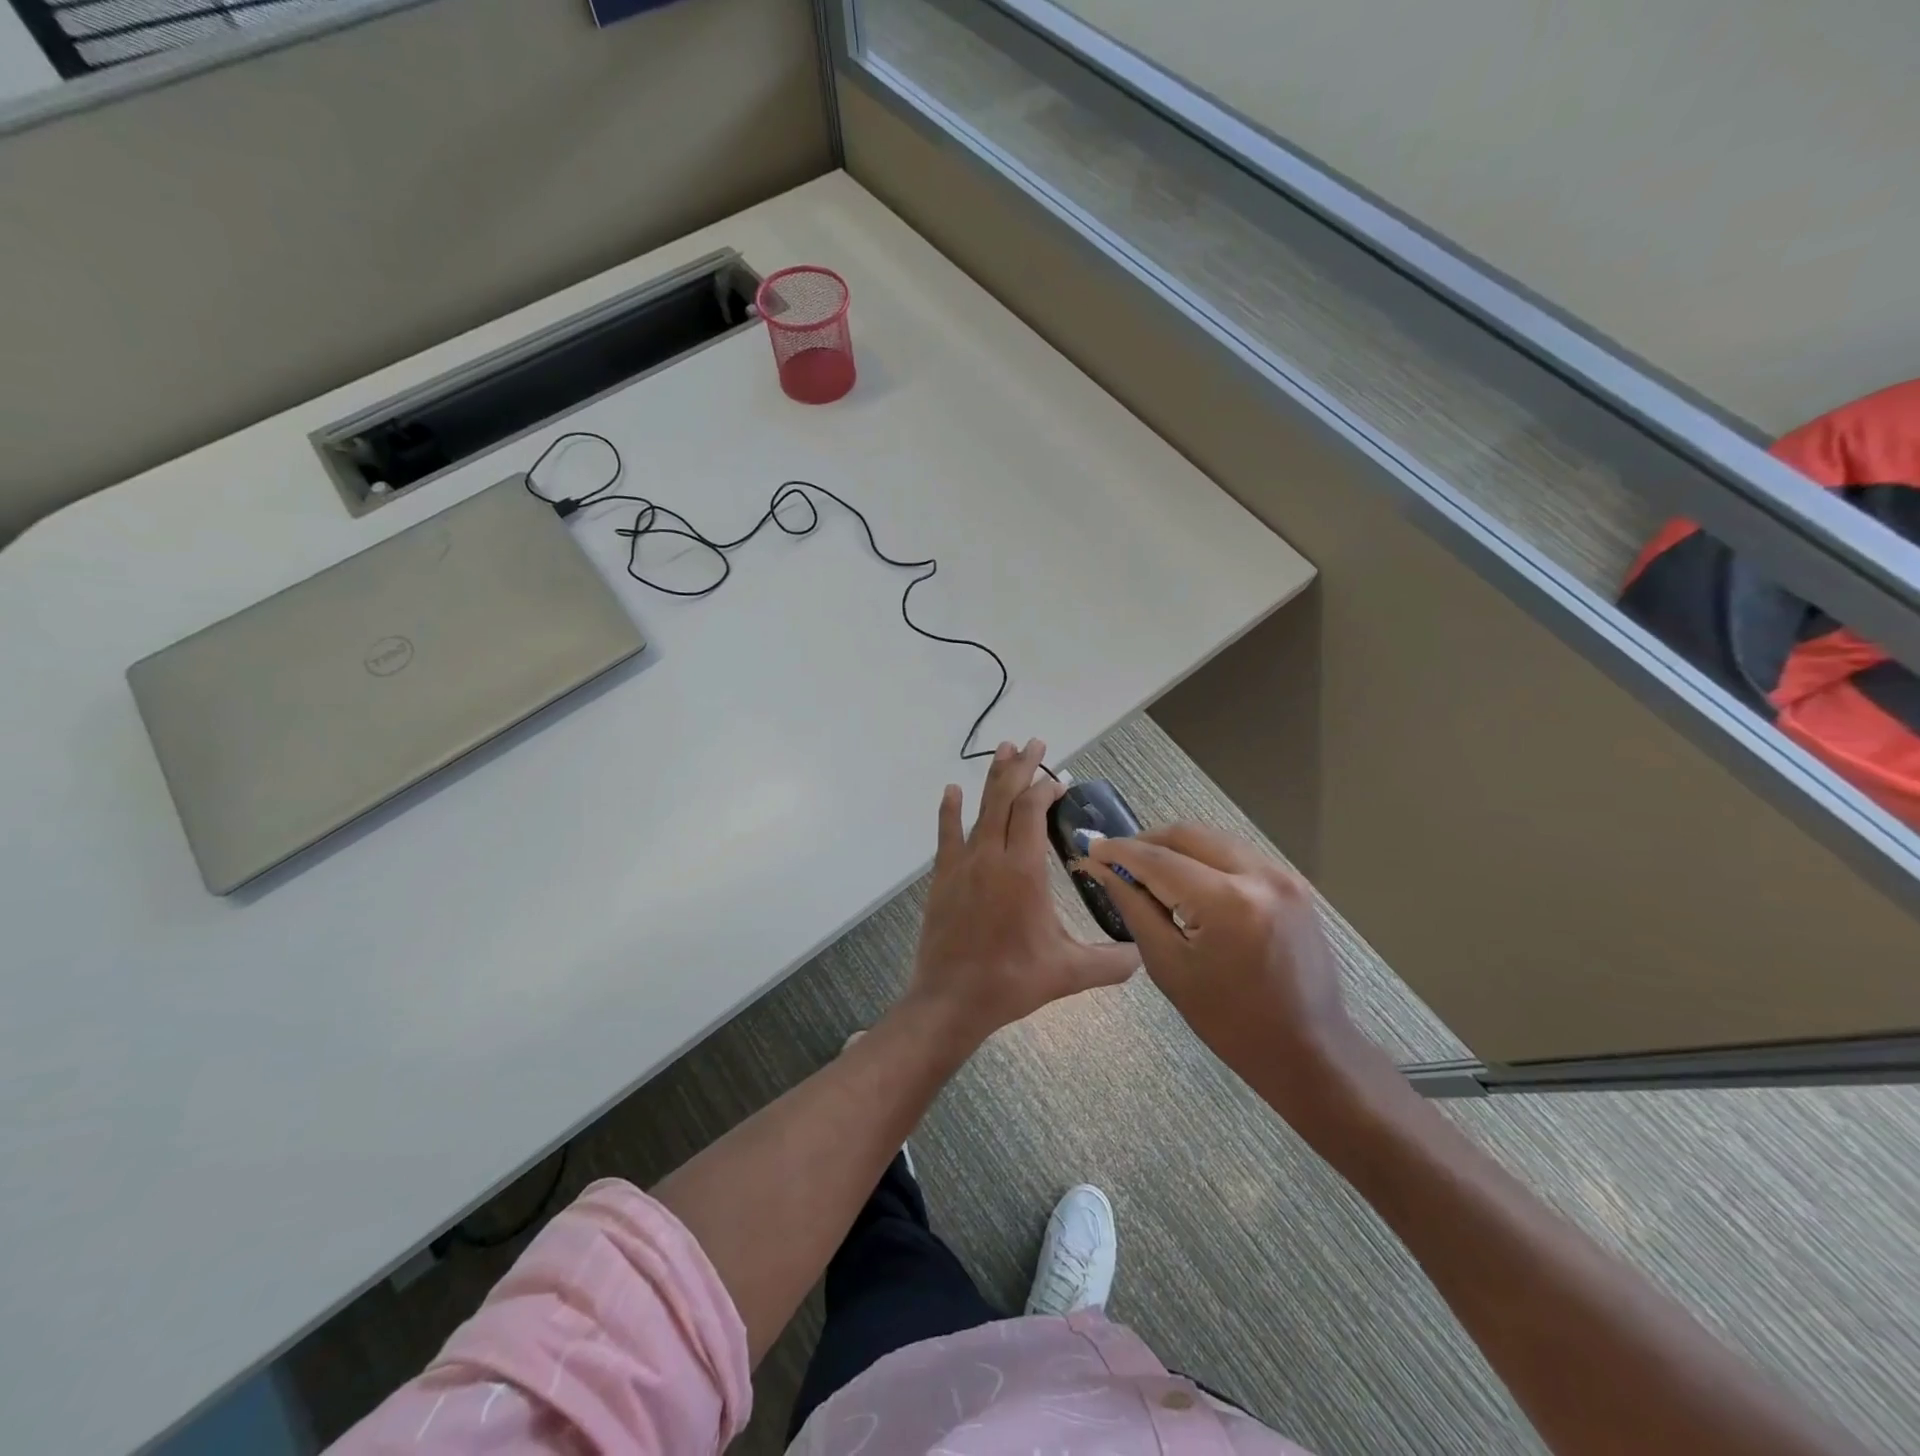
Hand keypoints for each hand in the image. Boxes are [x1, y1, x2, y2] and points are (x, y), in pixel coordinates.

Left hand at [906, 739, 1139, 1043]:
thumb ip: (1112, 962)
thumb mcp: (1069, 972)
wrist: (951, 999)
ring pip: (979, 809)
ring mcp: (963, 864)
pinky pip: (947, 834)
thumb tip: (1143, 955)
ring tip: (1003, 750)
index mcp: (1023, 870)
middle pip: (1005, 798)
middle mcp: (991, 856)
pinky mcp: (943, 877)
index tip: (1059, 779)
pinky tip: (951, 791)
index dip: (1045, 788)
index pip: (1033, 811)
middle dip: (1020, 767)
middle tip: (1033, 742)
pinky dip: (950, 810)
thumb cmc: (1012, 981)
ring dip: (992, 778)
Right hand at [1079, 823, 1368, 1120]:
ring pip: (1214, 838)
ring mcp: (1282, 875)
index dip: (1120, 851)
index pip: (1159, 860)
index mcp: (1227, 902)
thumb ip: (1134, 907)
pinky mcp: (1293, 883)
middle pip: (1188, 835)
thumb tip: (1101, 869)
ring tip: (1149, 869)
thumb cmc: (1229, 1021)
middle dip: (1147, 841)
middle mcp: (1259, 875)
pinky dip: (1206, 857)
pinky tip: (1188, 879)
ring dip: (1177, 847)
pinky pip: (1237, 854)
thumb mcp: (1169, 966)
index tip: (1092, 847)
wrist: (1308, 1050)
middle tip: (1118, 858)